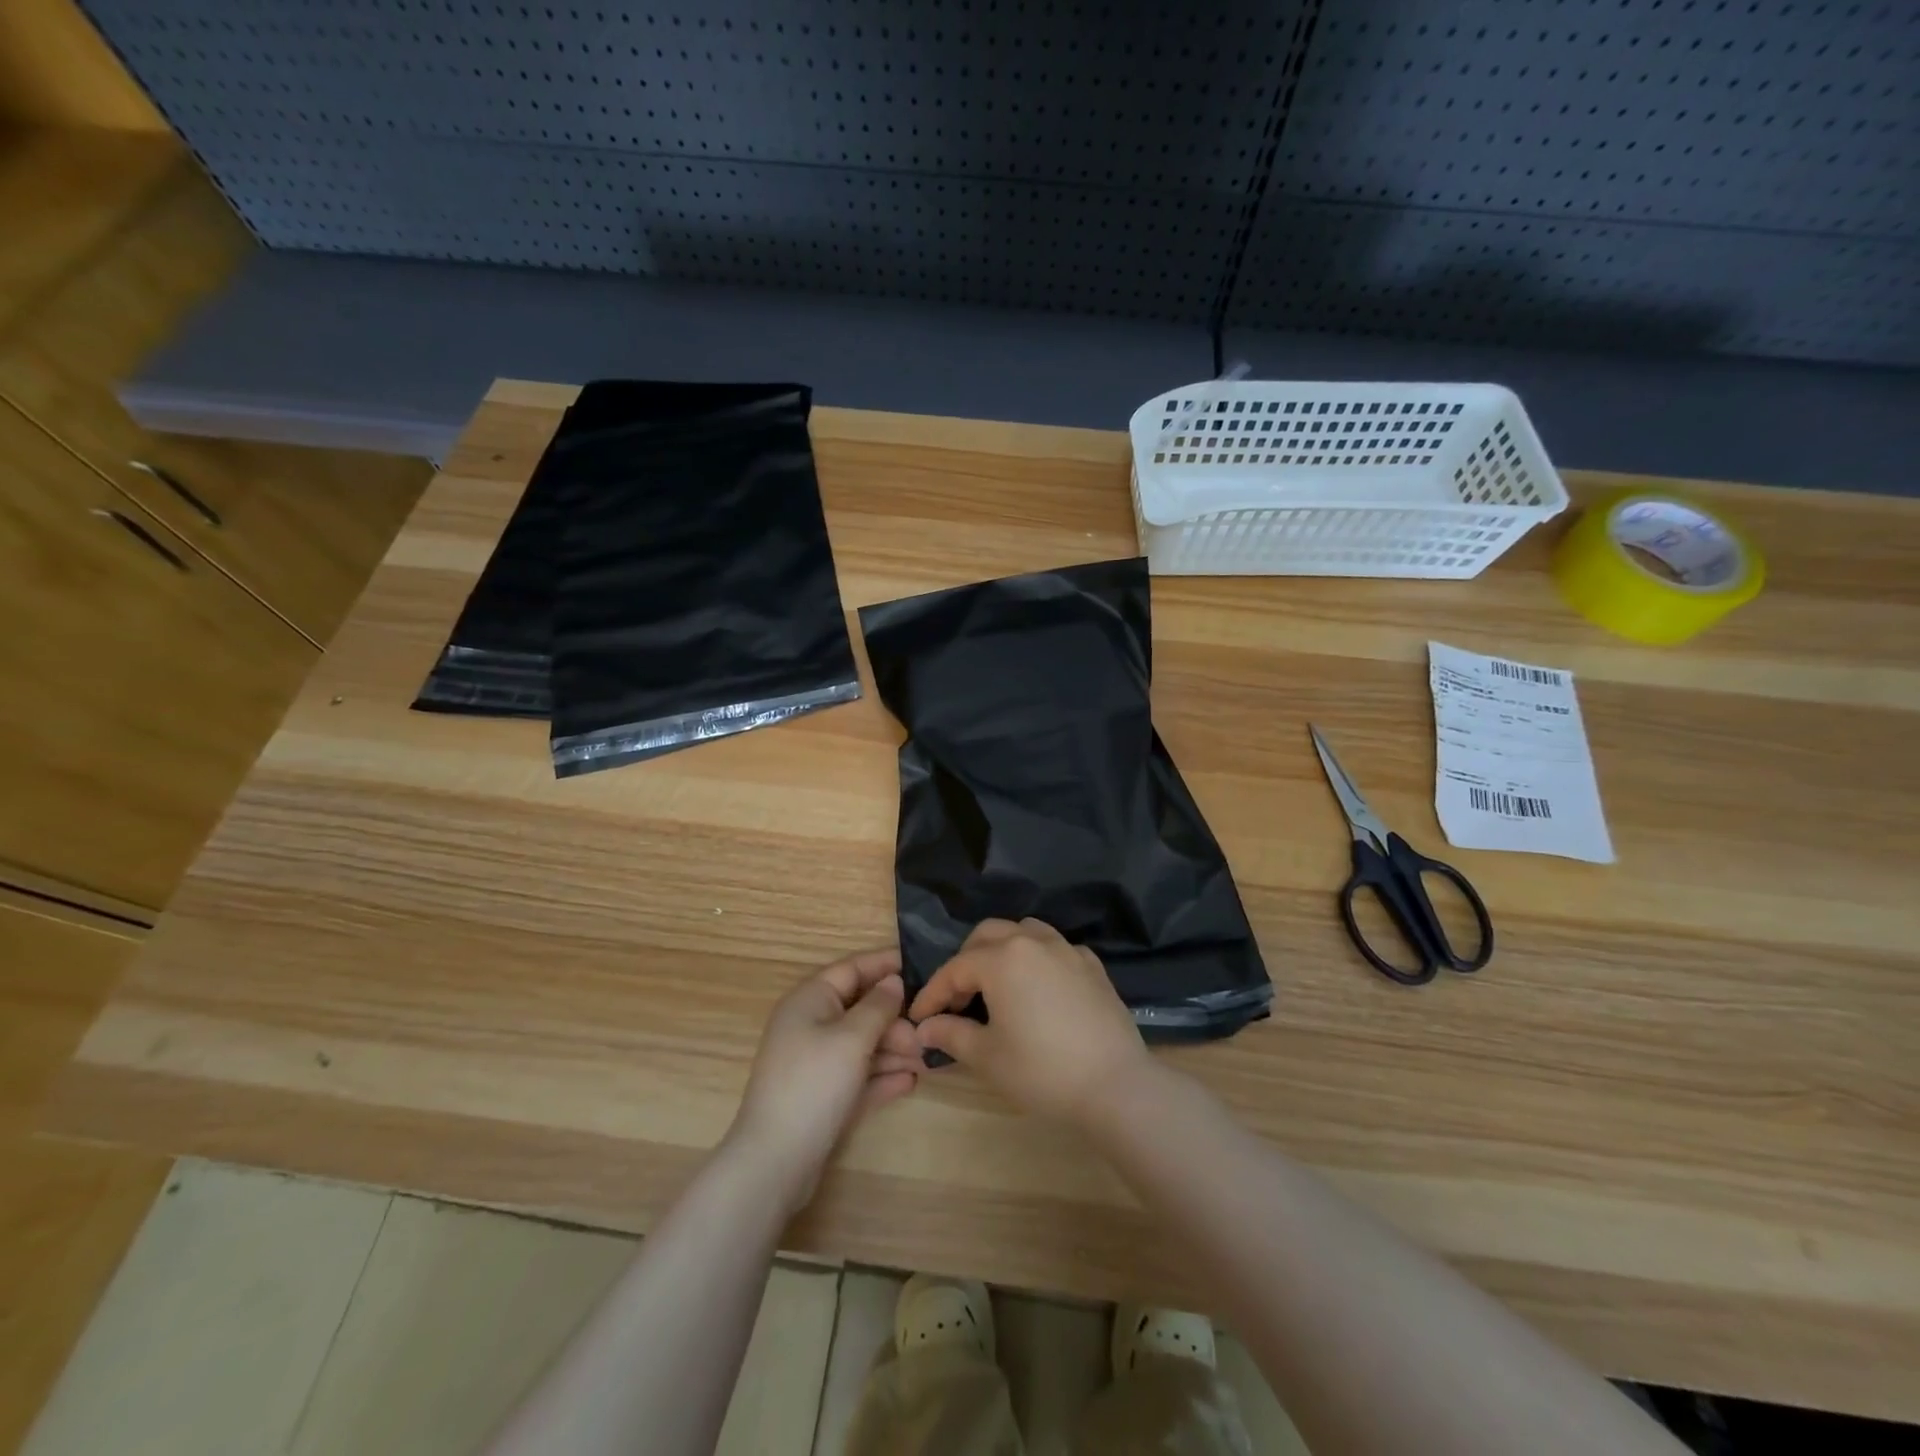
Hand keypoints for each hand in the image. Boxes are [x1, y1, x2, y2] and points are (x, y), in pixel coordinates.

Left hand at [729, 947, 924, 1211]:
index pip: (852, 968)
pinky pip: (858, 1076)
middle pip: (860, 1009)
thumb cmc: (814, 1083)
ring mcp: (815, 1062)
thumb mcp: (852, 1038)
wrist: (776, 1162)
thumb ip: (878, 1006)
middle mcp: (810, 1025)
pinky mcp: (822, 1096)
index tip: (923, 964)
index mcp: (810, 1000)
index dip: (886, 964)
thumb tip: (894, 981)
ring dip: (894, 1050)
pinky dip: (881, 1077)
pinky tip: (910, 1082)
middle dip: (895, 1019)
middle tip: (927, 1032)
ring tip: (927, 1060)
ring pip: (862, 1044)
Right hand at [908, 919, 1149, 1123]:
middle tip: (958, 1000)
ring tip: (996, 985)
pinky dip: (1037, 959)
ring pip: (1023, 931)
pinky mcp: (1092, 965)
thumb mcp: (988, 1057)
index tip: (919, 1018)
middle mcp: (1033, 941)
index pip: (955, 969)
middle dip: (965, 963)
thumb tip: (924, 1027)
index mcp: (1002, 959)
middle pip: (987, 935)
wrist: (1115, 1085)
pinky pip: (1055, 948)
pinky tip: (1038, 987)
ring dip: (1002, 950)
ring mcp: (1066, 949)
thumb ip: (951, 1034)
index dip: (933, 994)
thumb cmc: (1042, 1070)